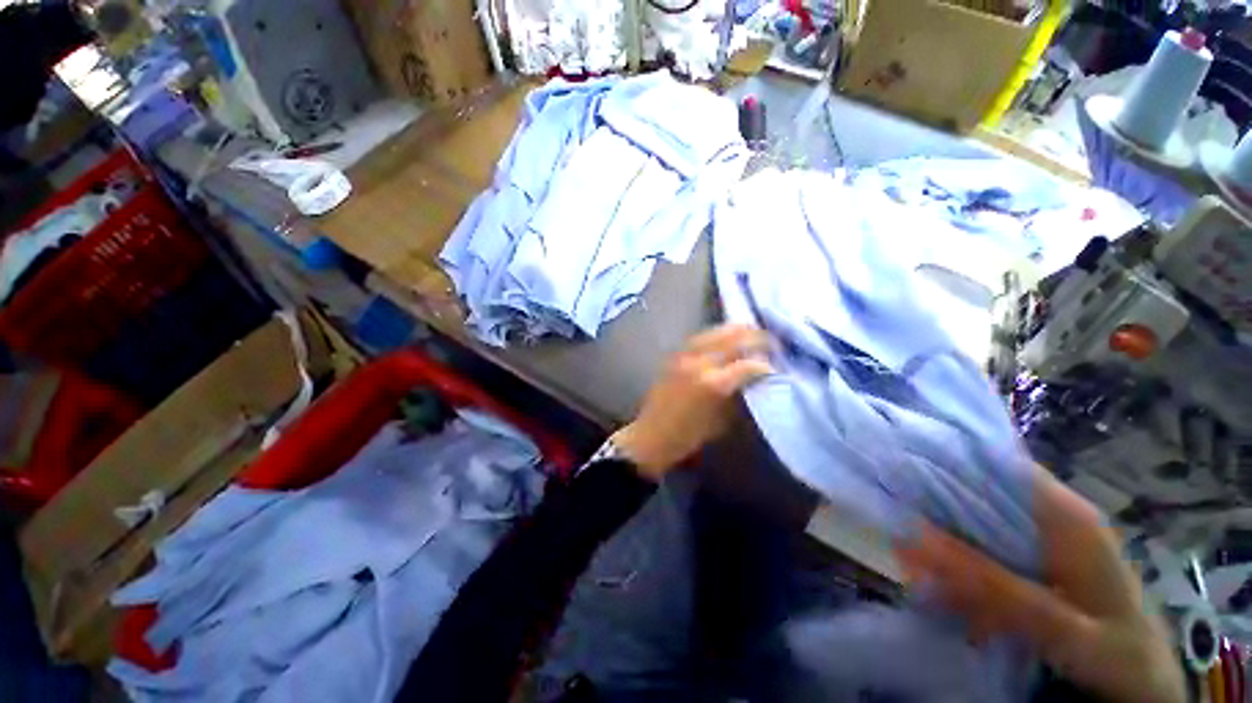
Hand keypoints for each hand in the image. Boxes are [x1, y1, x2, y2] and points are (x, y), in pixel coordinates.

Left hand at [612, 324, 773, 480]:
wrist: (650, 436)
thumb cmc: (688, 437)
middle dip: (756, 338)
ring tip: (751, 331)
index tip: (775, 367)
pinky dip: (716, 334)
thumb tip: (754, 379)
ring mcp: (684, 356)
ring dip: (736, 330)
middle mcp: (699, 363)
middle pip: (733, 339)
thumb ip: (739, 395)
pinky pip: (699, 337)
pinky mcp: (674, 355)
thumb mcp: (721, 421)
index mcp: (713, 384)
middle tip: (771, 342)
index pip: (747, 365)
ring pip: (714, 332)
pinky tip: (725, 336)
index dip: (765, 365)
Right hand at [897, 467, 1184, 702]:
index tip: (898, 467)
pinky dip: (959, 561)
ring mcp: (1044, 540)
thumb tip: (916, 537)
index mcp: (1065, 515)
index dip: (946, 458)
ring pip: (978, 520)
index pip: (998, 464)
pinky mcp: (1036, 563)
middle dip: (935, 505)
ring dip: (943, 538)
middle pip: (981, 491)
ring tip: (908, 561)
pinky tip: (940, 584)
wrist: (1145, 687)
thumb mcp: (1060, 626)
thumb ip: (994, 584)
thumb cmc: (1116, 651)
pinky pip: (986, 549)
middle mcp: (1052, 516)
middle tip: (894, 523)